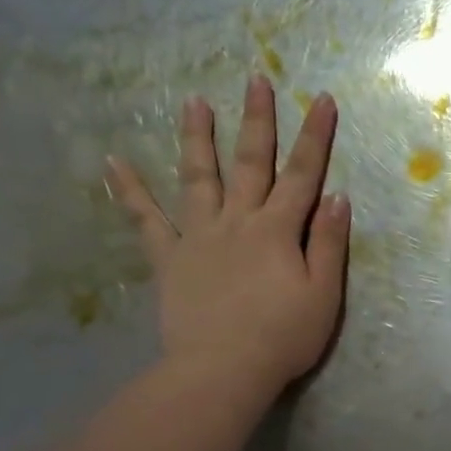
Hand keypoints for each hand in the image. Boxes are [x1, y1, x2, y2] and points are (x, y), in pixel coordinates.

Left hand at [106, 76, 348, 399]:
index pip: (303, 174)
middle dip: (257, 120)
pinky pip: (146, 220)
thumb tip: (337, 195)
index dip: (315, 136)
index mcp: (278, 230)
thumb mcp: (323, 294)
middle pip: (250, 163)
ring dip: (197, 137)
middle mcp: (238, 221)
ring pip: (198, 177)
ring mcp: (198, 237)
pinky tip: (113, 162)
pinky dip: (129, 190)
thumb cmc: (283, 337)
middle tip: (256, 79)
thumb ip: (329, 243)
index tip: (323, 98)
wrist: (222, 371)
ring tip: (191, 101)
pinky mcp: (169, 259)